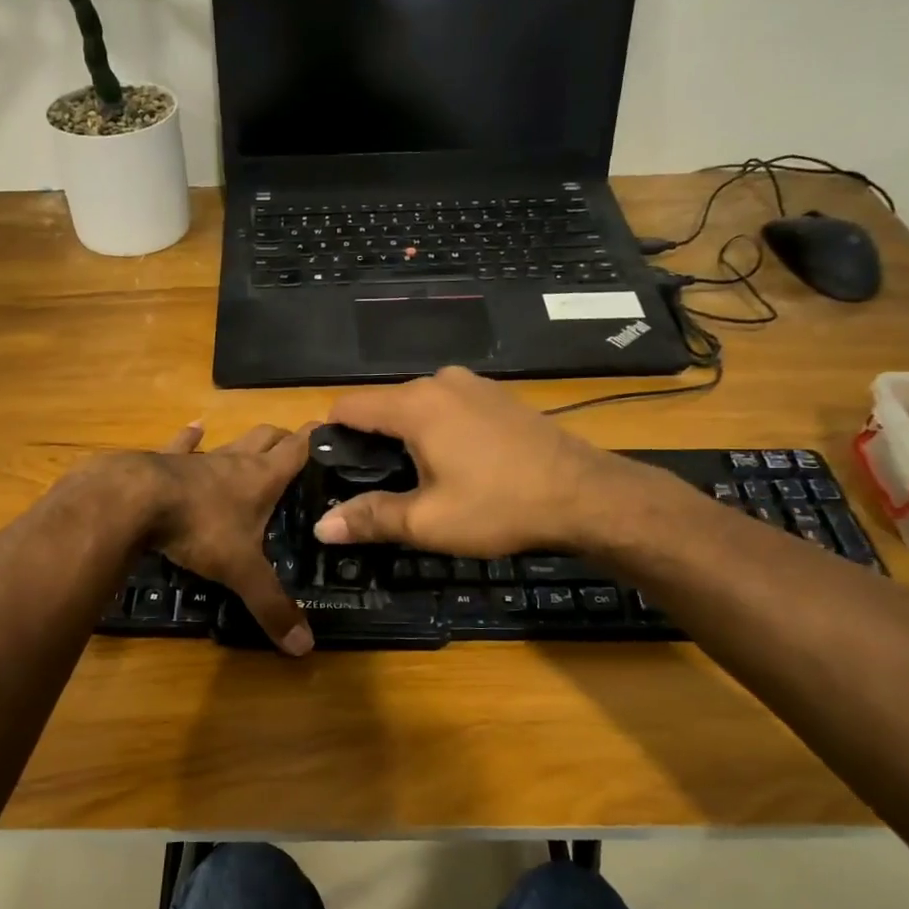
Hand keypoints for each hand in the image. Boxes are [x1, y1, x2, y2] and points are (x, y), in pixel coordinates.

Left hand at [145, 421, 314, 655]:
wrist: (132, 501)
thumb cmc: (198, 528)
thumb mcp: (240, 571)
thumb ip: (271, 606)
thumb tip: (304, 648)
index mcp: (262, 478)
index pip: (299, 448)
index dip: (318, 438)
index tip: (335, 431)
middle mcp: (235, 460)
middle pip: (267, 437)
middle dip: (284, 439)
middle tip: (297, 451)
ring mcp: (199, 459)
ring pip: (230, 441)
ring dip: (244, 442)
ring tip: (256, 443)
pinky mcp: (164, 462)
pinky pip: (182, 445)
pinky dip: (190, 439)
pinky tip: (194, 429)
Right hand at [313, 367, 645, 556]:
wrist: (586, 495)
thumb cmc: (500, 506)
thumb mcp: (428, 521)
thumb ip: (370, 518)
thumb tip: (322, 527)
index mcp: (415, 404)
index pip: (348, 406)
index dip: (331, 437)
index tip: (332, 472)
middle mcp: (440, 382)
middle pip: (383, 405)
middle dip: (371, 442)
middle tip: (375, 488)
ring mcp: (474, 385)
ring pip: (418, 407)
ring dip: (407, 438)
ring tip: (418, 481)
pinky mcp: (499, 397)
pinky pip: (450, 408)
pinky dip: (439, 431)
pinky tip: (457, 465)